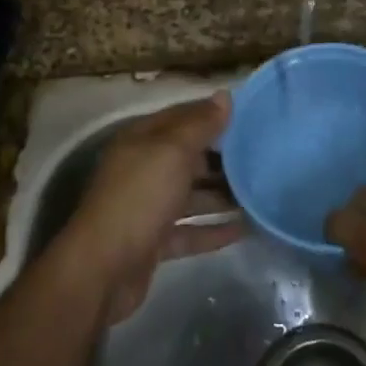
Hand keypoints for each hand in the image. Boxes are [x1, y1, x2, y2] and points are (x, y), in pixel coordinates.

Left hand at [61, 94, 241, 323]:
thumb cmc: (139, 197)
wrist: (103, 269)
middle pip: (188, 157)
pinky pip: (190, 231)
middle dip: (222, 157)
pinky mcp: (154, 242)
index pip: (182, 117)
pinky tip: (244, 230)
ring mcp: (147, 207)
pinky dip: (214, 230)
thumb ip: (200, 124)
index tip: (250, 116)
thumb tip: (224, 95)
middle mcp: (143, 168)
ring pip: (191, 195)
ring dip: (222, 195)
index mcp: (142, 140)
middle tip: (262, 158)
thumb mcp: (172, 151)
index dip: (213, 114)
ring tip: (260, 194)